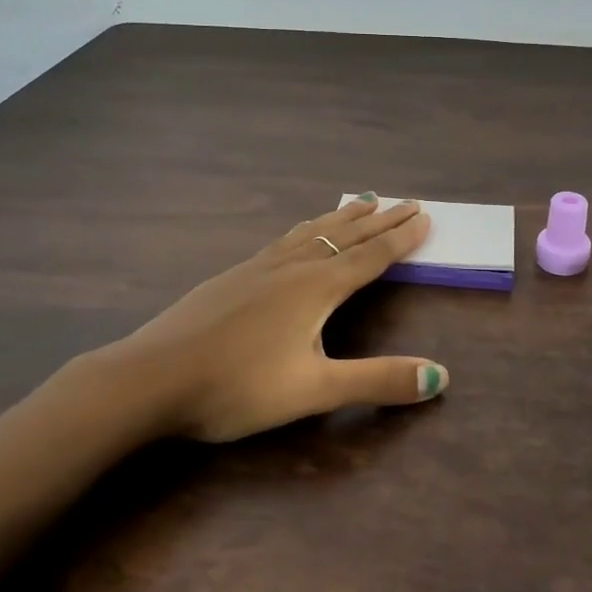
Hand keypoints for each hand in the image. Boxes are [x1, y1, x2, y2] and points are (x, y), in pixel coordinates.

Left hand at [118, 197, 448, 442]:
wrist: (151, 377)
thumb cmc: (237, 386)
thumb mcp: (314, 391)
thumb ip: (377, 381)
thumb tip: (440, 377)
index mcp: (316, 287)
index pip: (370, 256)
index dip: (400, 239)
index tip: (424, 216)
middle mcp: (291, 267)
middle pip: (345, 236)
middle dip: (379, 221)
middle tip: (406, 202)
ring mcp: (257, 267)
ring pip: (312, 232)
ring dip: (343, 217)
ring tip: (362, 201)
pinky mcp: (232, 276)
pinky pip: (284, 240)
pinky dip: (308, 229)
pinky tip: (297, 236)